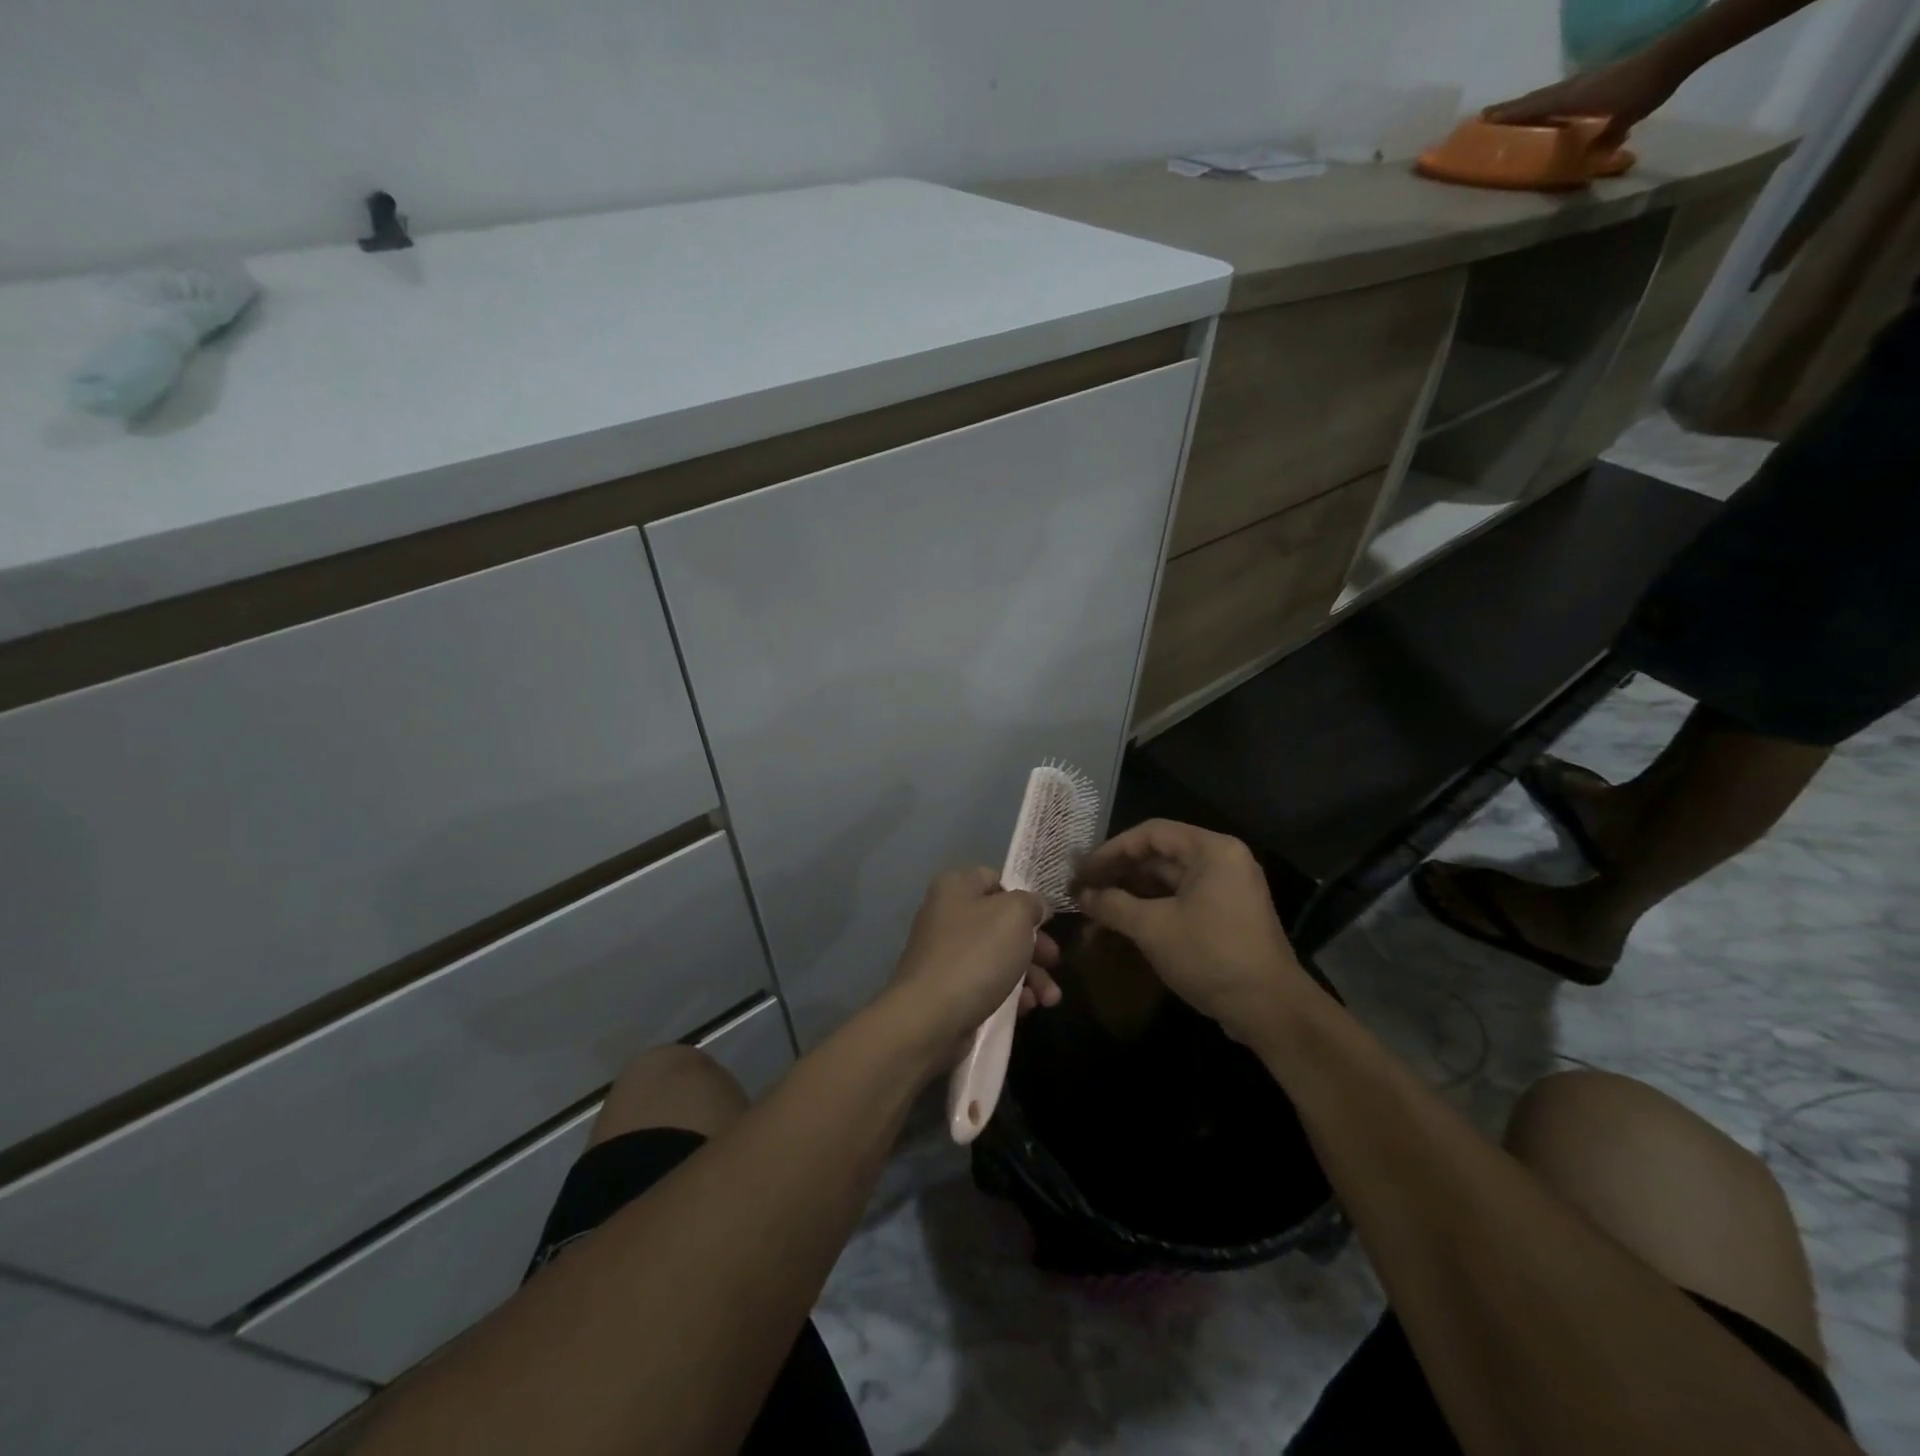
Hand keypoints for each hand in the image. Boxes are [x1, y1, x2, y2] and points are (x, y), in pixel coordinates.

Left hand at [880, 868, 1061, 1065]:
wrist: (930, 1019)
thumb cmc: (975, 955)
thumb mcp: (1014, 915)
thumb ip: (1031, 903)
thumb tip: (1035, 908)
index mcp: (955, 887)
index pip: (995, 879)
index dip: (1024, 896)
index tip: (1047, 919)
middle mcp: (947, 916)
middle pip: (1002, 922)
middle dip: (1034, 944)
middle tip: (1054, 960)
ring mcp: (946, 955)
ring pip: (999, 957)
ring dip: (1031, 975)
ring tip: (1050, 998)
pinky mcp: (949, 990)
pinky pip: (988, 985)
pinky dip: (1011, 994)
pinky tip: (1027, 1008)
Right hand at [1072, 820, 1311, 1044]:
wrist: (1271, 1011)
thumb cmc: (1211, 956)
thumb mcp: (1153, 928)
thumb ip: (1113, 905)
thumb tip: (1080, 895)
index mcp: (1212, 850)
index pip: (1150, 834)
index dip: (1110, 851)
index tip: (1081, 872)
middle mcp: (1222, 862)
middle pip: (1159, 856)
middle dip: (1118, 875)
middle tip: (1082, 892)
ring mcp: (1225, 891)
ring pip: (1166, 883)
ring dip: (1129, 897)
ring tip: (1093, 914)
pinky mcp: (1224, 918)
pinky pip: (1179, 902)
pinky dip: (1150, 912)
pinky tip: (1120, 928)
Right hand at [1483, 52, 1682, 143]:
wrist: (1676, 54)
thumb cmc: (1643, 88)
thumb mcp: (1624, 118)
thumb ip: (1607, 137)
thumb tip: (1596, 154)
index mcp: (1572, 98)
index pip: (1533, 107)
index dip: (1508, 114)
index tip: (1484, 119)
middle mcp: (1573, 87)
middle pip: (1535, 98)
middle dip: (1510, 107)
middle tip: (1487, 115)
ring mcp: (1586, 80)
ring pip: (1547, 94)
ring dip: (1527, 103)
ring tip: (1511, 112)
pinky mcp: (1598, 79)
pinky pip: (1563, 93)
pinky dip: (1548, 100)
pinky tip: (1547, 108)